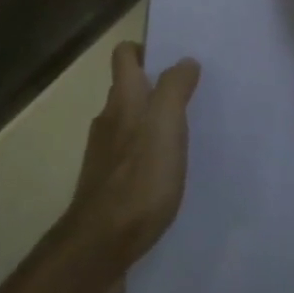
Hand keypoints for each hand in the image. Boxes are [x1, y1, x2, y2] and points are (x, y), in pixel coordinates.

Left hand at [68, 42, 201, 261]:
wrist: (102, 243)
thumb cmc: (139, 179)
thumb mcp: (165, 126)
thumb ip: (174, 90)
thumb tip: (184, 61)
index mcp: (123, 101)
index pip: (124, 56)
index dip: (144, 49)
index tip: (173, 57)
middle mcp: (108, 121)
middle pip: (128, 91)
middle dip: (155, 87)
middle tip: (191, 95)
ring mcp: (105, 155)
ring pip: (130, 124)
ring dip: (153, 123)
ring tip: (187, 134)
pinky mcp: (108, 185)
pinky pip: (131, 157)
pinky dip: (149, 155)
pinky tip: (170, 172)